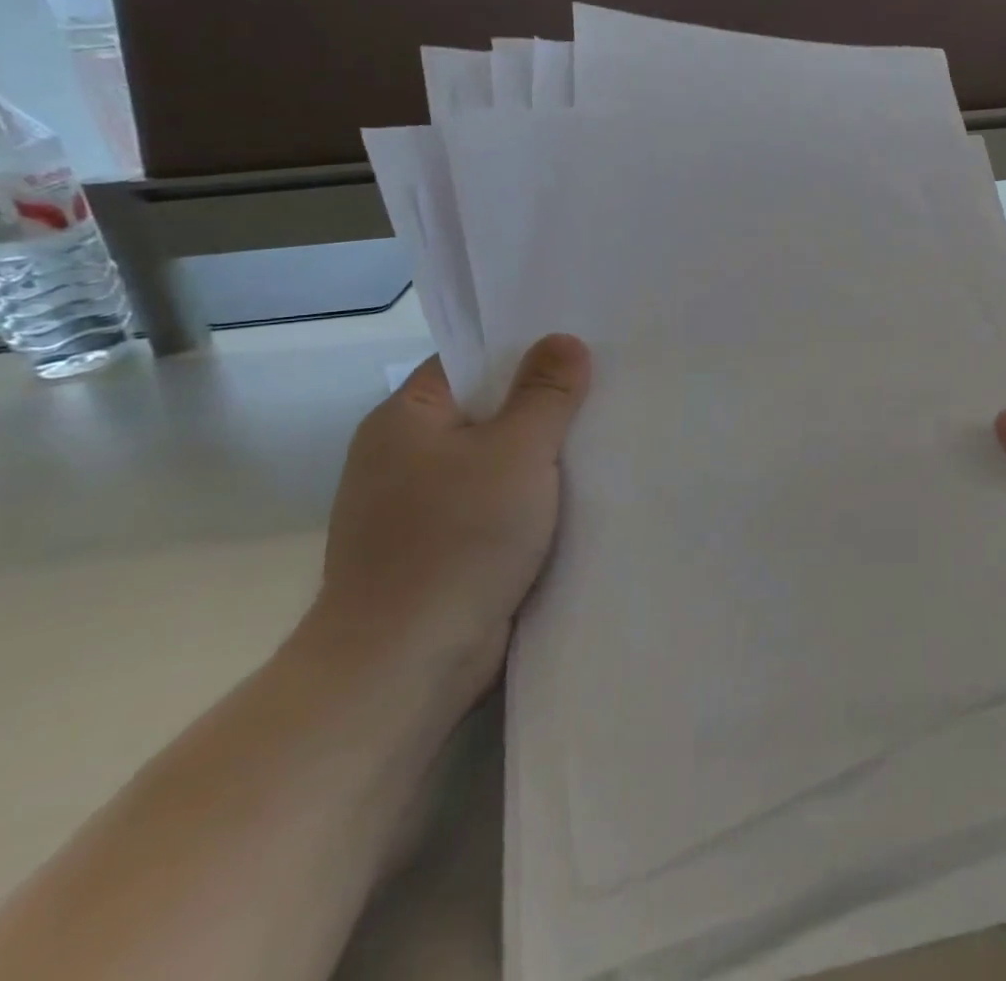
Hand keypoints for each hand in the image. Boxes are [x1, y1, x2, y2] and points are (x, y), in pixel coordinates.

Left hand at [314, 334, 590, 702]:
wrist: (405, 665)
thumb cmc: (457, 540)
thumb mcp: (516, 452)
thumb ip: (545, 393)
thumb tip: (564, 340)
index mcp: (405, 418)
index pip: (467, 361)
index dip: (521, 350)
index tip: (577, 347)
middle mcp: (402, 455)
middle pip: (483, 409)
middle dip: (540, 403)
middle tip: (603, 387)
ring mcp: (416, 506)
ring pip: (491, 460)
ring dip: (538, 455)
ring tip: (599, 435)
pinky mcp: (437, 549)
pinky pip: (492, 502)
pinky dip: (528, 496)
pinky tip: (574, 494)